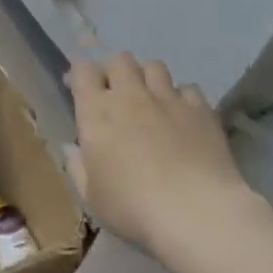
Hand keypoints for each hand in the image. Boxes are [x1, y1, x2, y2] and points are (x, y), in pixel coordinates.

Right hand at [66, 52, 254, 260]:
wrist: (197, 213)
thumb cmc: (133, 208)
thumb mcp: (92, 197)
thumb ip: (77, 167)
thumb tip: (71, 148)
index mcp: (96, 112)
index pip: (83, 70)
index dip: (80, 74)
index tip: (80, 90)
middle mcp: (130, 95)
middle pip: (120, 59)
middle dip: (115, 70)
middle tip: (117, 93)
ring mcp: (168, 99)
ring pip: (154, 66)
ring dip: (148, 77)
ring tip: (151, 98)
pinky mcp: (201, 110)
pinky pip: (189, 88)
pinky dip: (183, 98)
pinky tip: (183, 117)